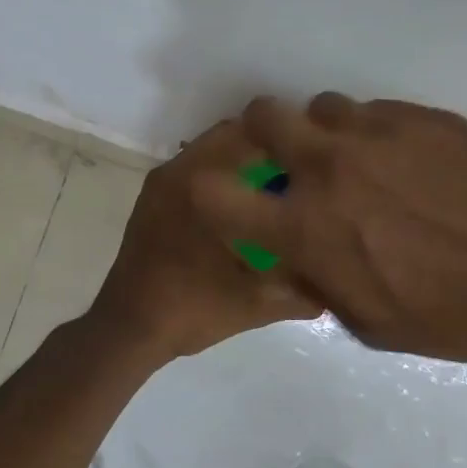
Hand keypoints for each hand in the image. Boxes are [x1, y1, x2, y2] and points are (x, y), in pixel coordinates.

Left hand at [90, 120, 321, 361]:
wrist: (129, 330)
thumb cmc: (192, 310)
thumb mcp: (255, 303)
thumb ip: (301, 290)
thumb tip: (337, 282)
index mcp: (202, 185)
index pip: (254, 138)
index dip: (290, 143)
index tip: (317, 160)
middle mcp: (178, 172)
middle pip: (232, 137)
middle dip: (268, 150)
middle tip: (301, 173)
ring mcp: (160, 184)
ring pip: (211, 153)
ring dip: (243, 162)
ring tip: (276, 188)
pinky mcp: (151, 200)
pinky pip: (194, 171)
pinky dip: (220, 176)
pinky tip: (243, 207)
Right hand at [187, 94, 466, 363]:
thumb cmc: (451, 318)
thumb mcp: (367, 323)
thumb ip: (318, 279)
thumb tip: (301, 252)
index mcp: (306, 229)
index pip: (213, 194)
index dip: (209, 193)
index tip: (230, 199)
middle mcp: (329, 168)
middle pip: (262, 115)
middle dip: (264, 134)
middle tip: (292, 158)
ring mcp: (377, 133)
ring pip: (323, 107)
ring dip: (327, 132)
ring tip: (362, 160)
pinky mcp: (423, 116)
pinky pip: (377, 111)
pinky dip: (377, 133)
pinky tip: (412, 162)